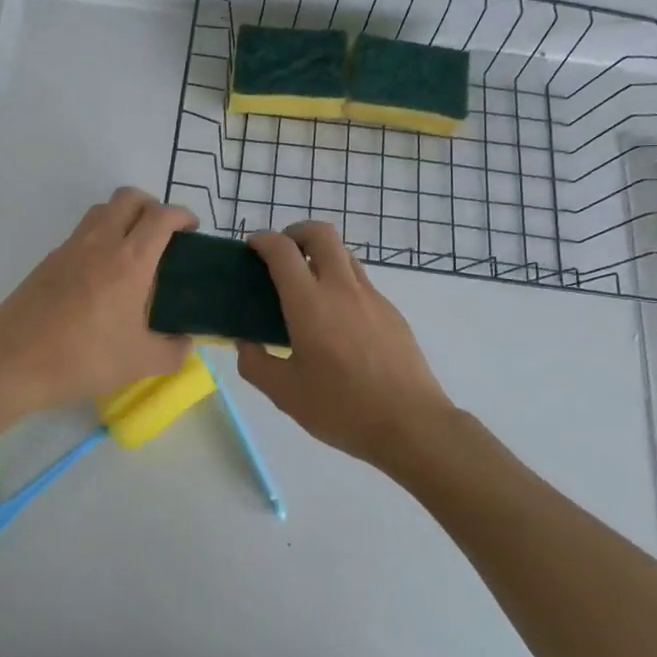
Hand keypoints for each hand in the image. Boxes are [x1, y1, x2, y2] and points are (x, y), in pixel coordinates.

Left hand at [0, 188, 195, 413]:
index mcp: (131, 260)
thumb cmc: (84, 357)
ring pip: (102, 209)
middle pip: (129, 197)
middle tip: (162, 234)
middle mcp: (101, 242)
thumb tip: (185, 343)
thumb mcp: (140, 362)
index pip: (162, 216)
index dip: (183, 215)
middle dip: (152, 206)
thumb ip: (173, 351)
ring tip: (132, 249)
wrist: (14, 362)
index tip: (192, 229)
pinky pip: (81, 233)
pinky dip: (99, 238)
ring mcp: (71, 247)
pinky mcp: (49, 259)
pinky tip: (100, 275)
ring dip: (123, 216)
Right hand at [236, 222, 455, 467]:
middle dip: (296, 232)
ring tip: (307, 286)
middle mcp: (341, 288)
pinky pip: (361, 283)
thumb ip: (255, 363)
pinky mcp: (392, 312)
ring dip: (321, 256)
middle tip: (282, 254)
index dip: (263, 240)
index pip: (282, 250)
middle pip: (321, 233)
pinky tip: (337, 322)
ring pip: (345, 254)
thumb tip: (245, 343)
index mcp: (309, 304)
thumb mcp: (285, 393)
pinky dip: (342, 283)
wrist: (411, 424)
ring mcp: (372, 297)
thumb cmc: (341, 408)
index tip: (252, 248)